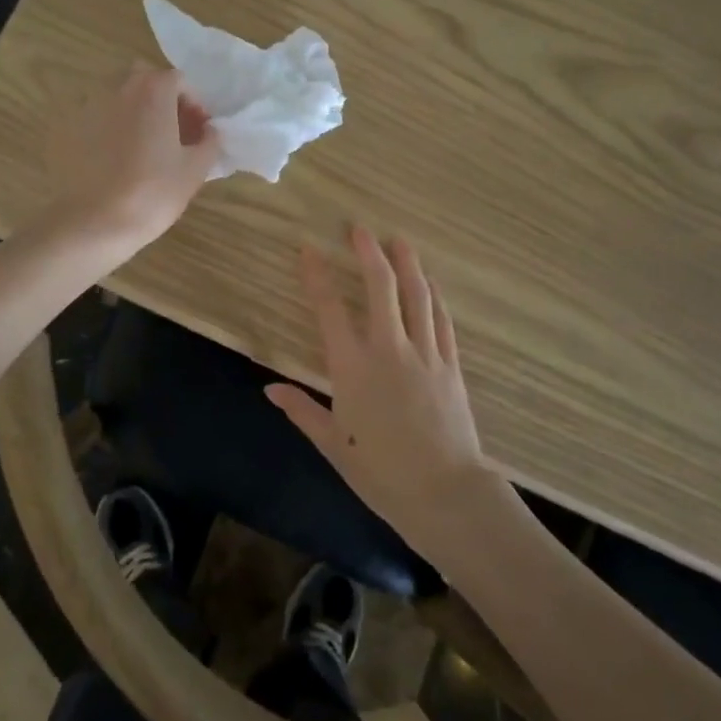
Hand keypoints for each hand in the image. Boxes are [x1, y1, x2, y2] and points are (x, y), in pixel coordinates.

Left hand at [45, 65, 220, 253]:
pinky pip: (100, 119)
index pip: (178, 79)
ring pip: (120, 98)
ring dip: (138, 113)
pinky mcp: (71, 129)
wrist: (96, 221)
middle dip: (163, 100)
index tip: (199, 129)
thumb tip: (210, 131)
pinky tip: (119, 160)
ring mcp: (91, 107)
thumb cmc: (154, 192)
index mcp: (153, 92)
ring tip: (147, 148)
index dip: (193, 102)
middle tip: (175, 133)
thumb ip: (209, 142)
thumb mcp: (195, 169)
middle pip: (146, 81)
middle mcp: (120, 89)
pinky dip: (113, 129)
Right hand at [265, 226, 495, 556]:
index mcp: (353, 368)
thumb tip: (269, 389)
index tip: (308, 248)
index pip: (330, 309)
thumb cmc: (381, 472)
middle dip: (369, 253)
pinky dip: (434, 295)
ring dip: (407, 263)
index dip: (317, 275)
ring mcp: (425, 353)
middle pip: (381, 287)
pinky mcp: (450, 364)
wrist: (444, 492)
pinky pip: (442, 319)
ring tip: (398, 239)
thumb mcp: (333, 445)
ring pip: (417, 295)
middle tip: (359, 228)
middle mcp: (389, 349)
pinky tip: (430, 282)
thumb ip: (302, 411)